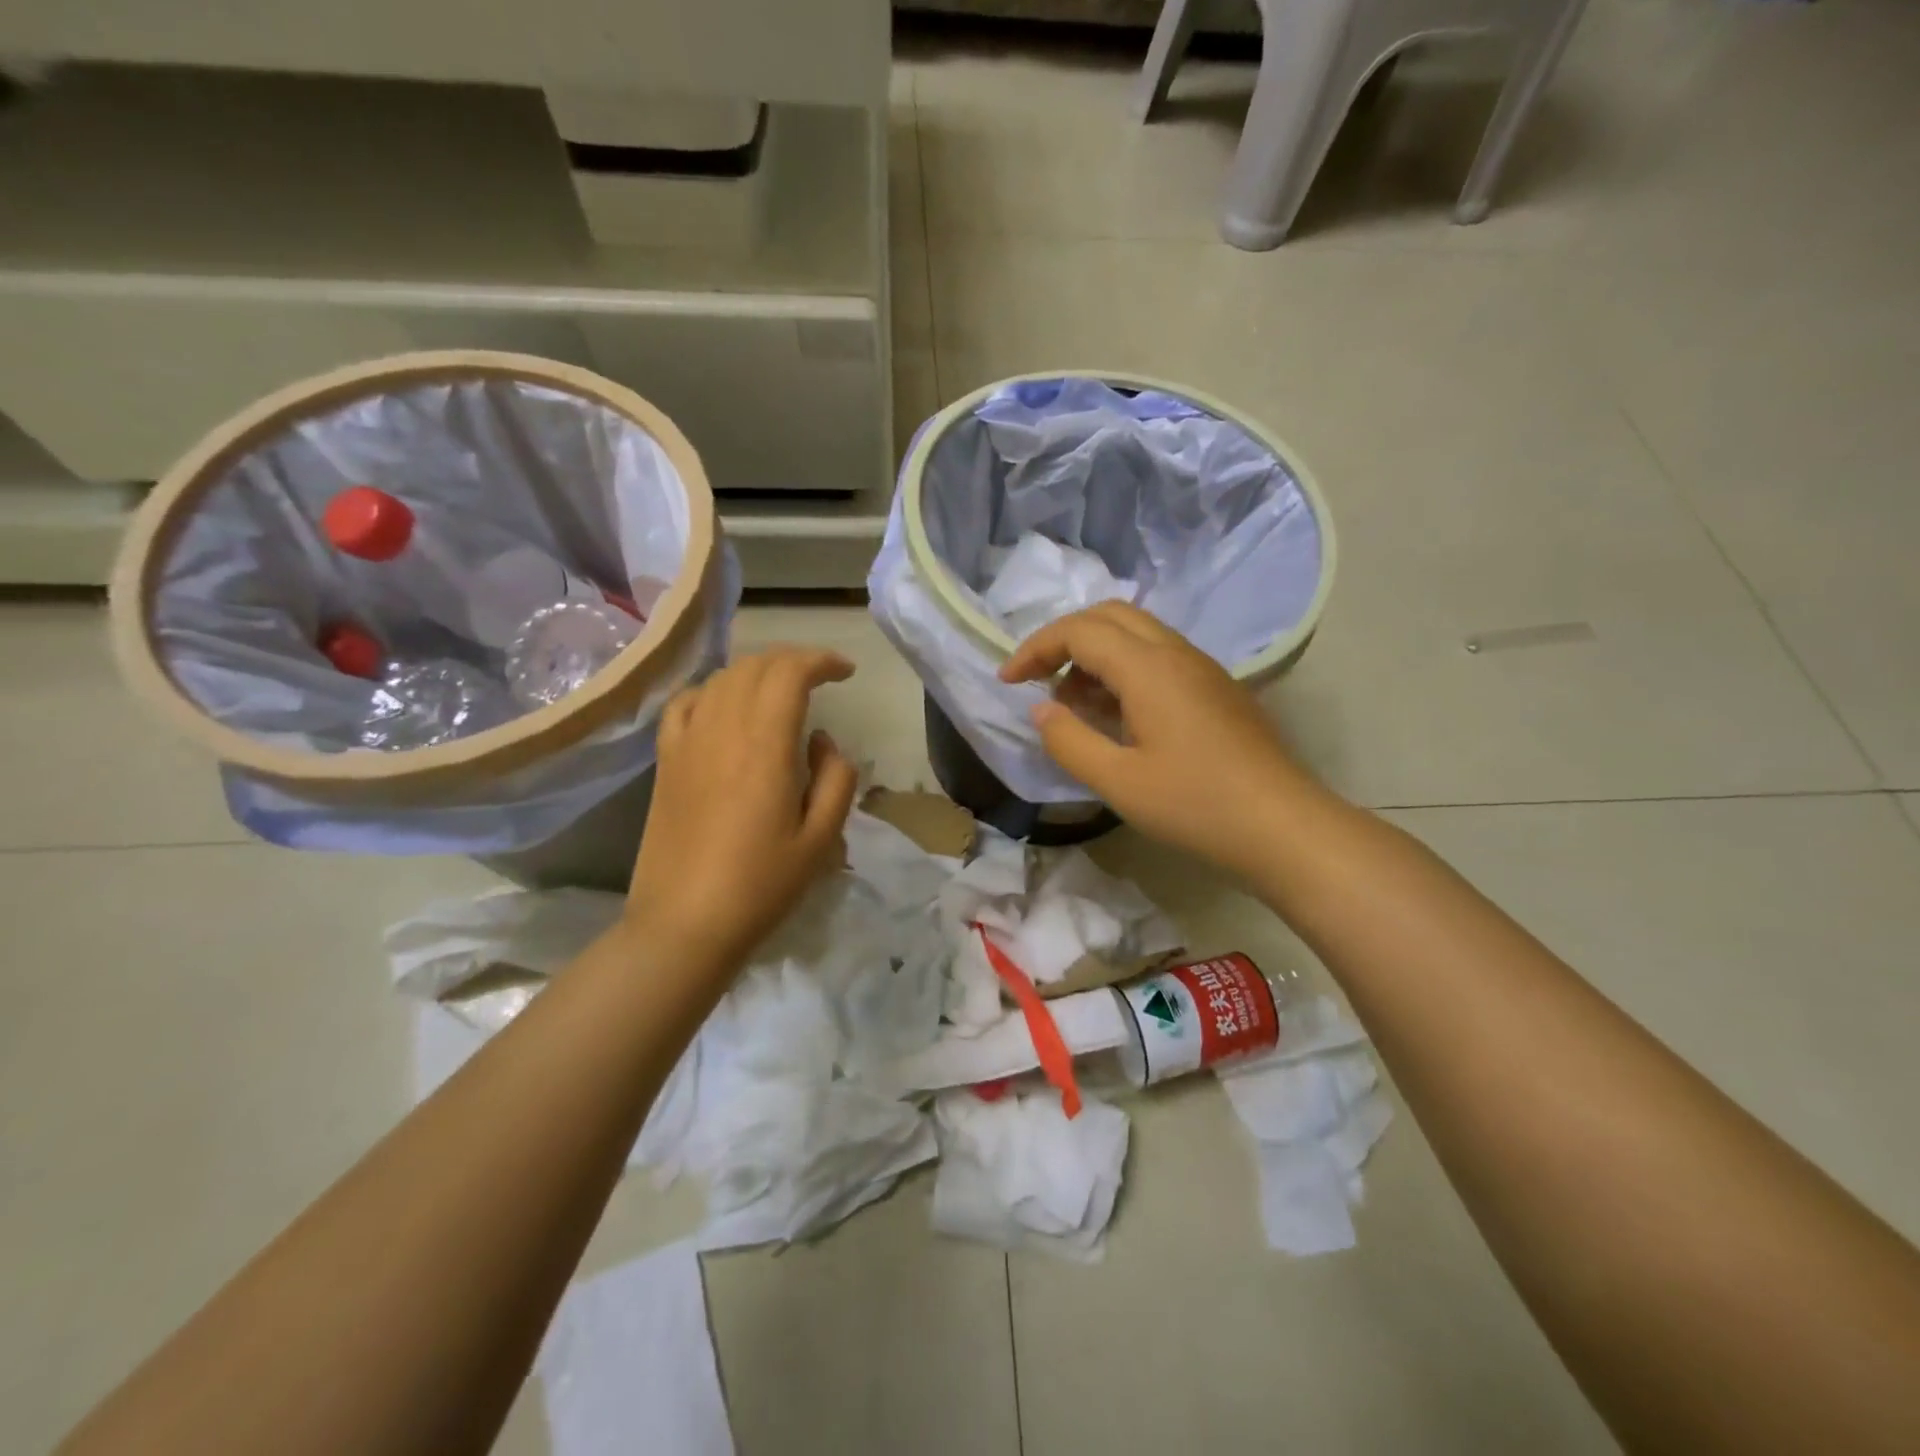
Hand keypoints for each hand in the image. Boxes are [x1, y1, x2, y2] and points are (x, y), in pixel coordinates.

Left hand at [625, 647, 858, 986]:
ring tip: (780, 690)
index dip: (821, 660)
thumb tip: (822, 741)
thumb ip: (836, 778)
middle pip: (755, 666)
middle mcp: (722, 730)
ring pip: (721, 679)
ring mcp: (687, 743)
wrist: (684, 925)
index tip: (846, 672)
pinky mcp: (665, 761)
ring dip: (757, 672)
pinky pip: (686, 703)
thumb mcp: (822, 838)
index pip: (790, 672)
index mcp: (765, 746)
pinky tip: (725, 708)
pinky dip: (713, 691)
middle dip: (793, 661)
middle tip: (820, 678)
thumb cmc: (761, 886)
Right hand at [999, 602, 1317, 882]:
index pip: (1079, 631)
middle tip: (1038, 679)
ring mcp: (1202, 668)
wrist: (1283, 827)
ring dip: (1095, 654)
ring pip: (1137, 634)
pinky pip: (1159, 657)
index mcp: (1149, 668)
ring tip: (1073, 704)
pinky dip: (1123, 669)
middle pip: (1109, 615)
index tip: (1007, 681)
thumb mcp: (1118, 782)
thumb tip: (1041, 710)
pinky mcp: (1216, 689)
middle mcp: (1176, 653)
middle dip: (1064, 639)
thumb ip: (1068, 741)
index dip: (1035, 648)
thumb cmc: (1196, 805)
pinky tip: (1116, 715)